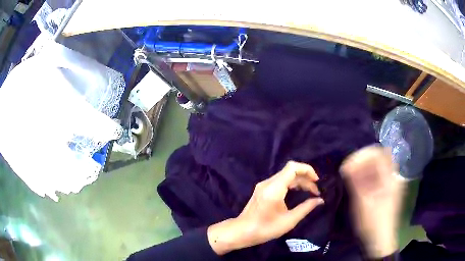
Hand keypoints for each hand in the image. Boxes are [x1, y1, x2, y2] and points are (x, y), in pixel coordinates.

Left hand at [207, 161, 323, 254]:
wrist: (242, 231)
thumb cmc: (265, 228)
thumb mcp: (289, 221)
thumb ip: (306, 208)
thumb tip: (320, 200)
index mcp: (274, 188)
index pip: (292, 167)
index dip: (307, 170)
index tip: (317, 181)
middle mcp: (268, 183)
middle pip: (290, 171)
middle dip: (306, 178)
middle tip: (316, 191)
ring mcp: (264, 185)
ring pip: (285, 176)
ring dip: (299, 181)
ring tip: (310, 192)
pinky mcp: (262, 189)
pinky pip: (280, 181)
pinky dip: (291, 184)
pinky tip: (298, 192)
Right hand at [340, 145, 404, 257]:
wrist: (380, 240)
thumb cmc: (372, 223)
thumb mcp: (363, 203)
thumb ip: (356, 182)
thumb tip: (346, 164)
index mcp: (390, 178)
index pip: (378, 154)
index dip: (362, 155)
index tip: (348, 165)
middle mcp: (393, 177)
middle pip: (378, 159)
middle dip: (361, 162)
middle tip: (347, 172)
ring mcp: (391, 183)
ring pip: (377, 168)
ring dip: (363, 169)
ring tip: (350, 178)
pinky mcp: (387, 190)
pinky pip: (377, 177)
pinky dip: (367, 177)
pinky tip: (358, 185)